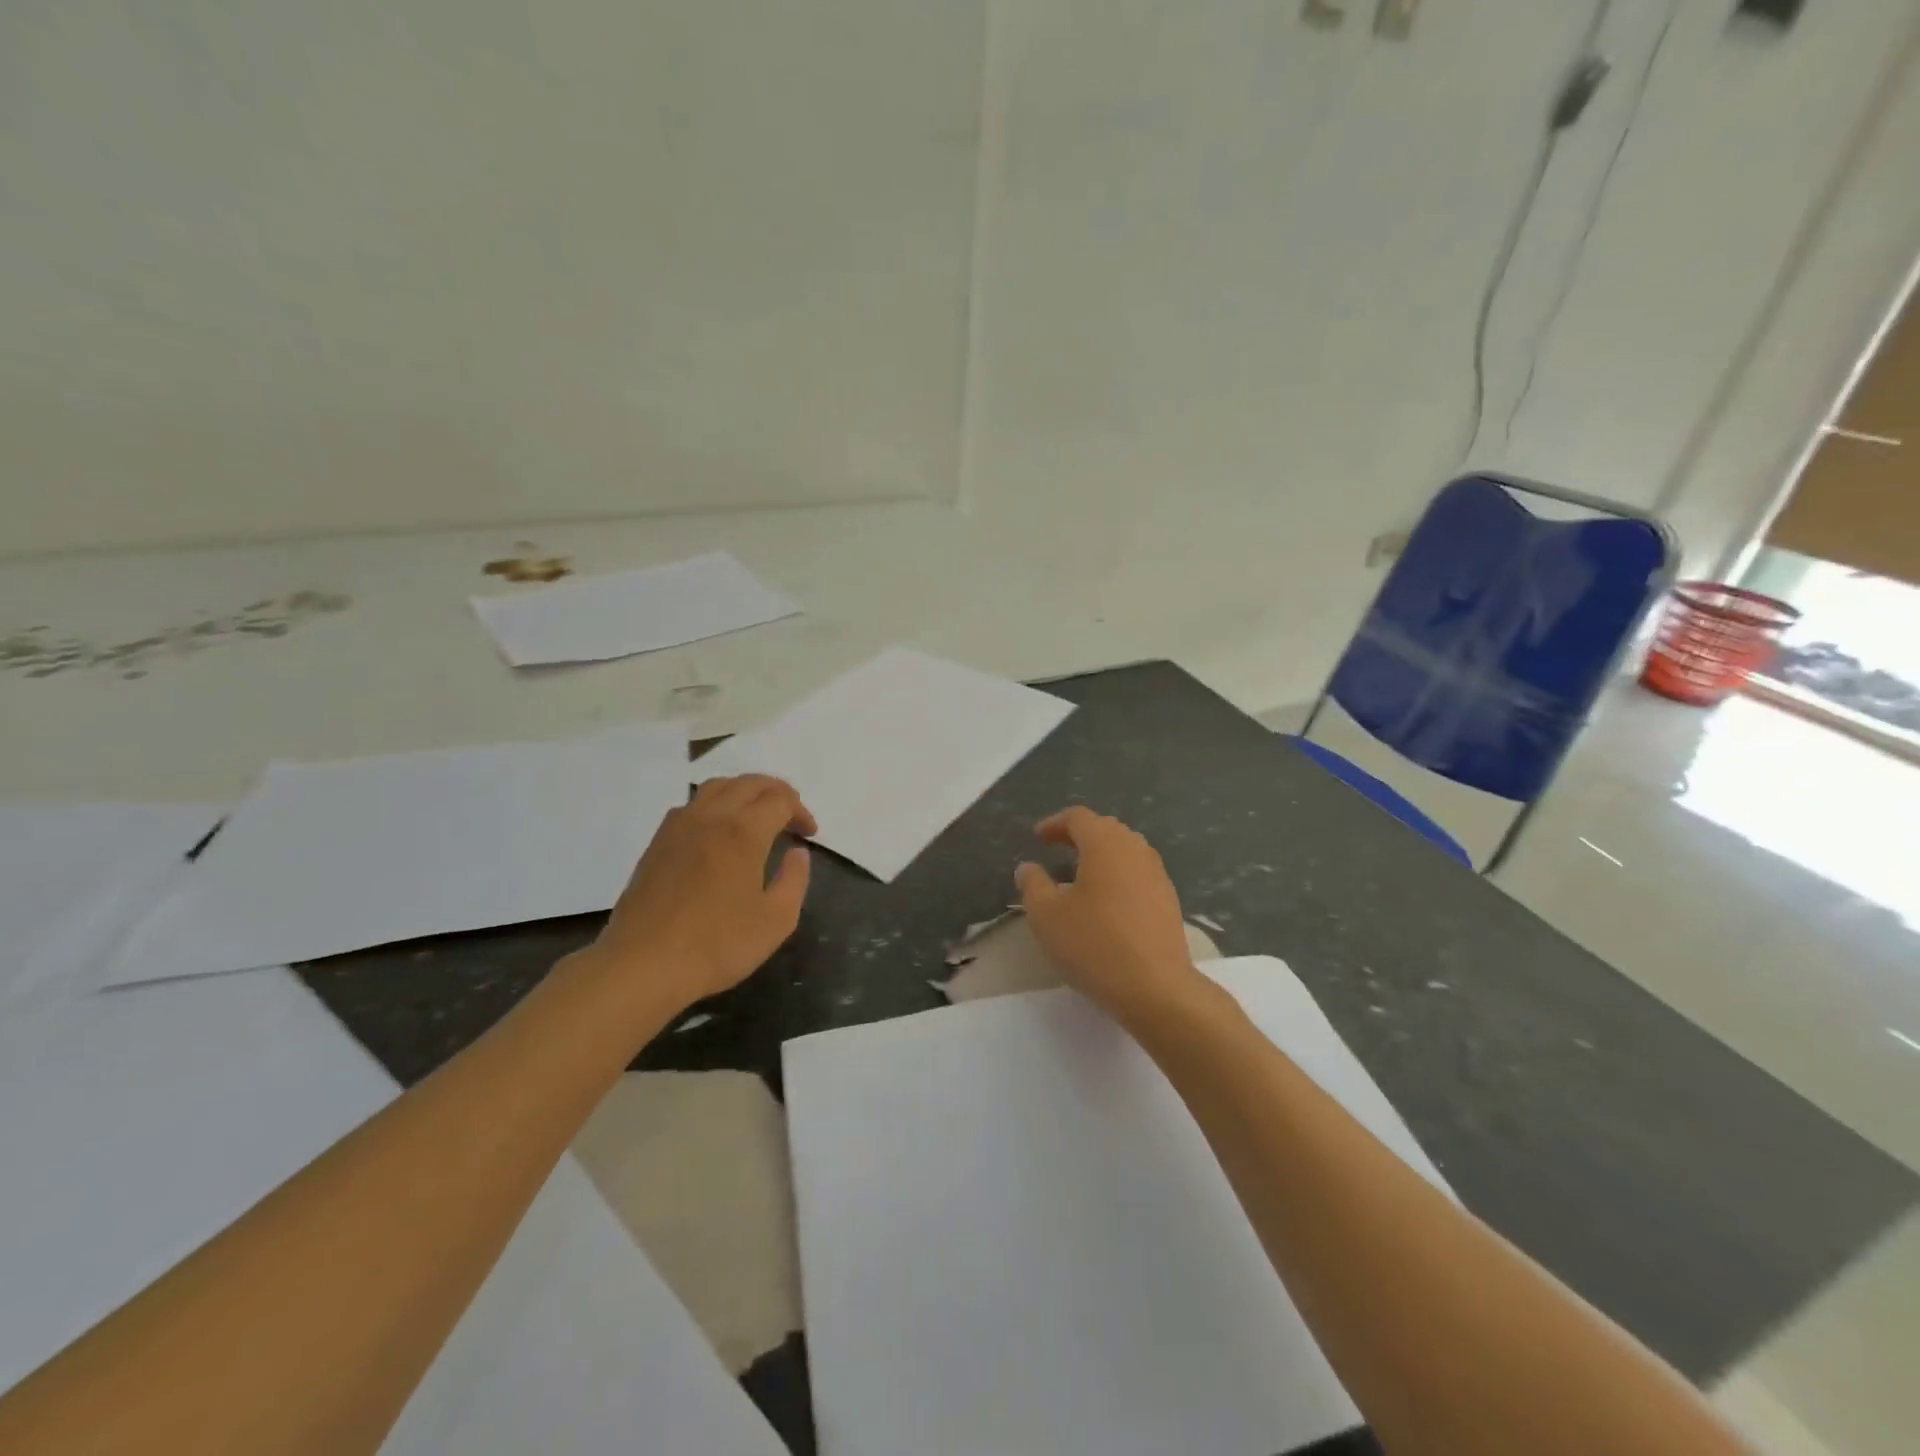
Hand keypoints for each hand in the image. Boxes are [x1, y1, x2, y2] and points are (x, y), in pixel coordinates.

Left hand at [588, 774, 815, 1014]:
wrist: (642, 965)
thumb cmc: (717, 945)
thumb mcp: (776, 920)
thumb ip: (794, 880)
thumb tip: (797, 852)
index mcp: (744, 832)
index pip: (780, 801)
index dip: (801, 811)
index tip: (809, 834)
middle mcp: (711, 817)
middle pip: (749, 783)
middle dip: (777, 791)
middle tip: (791, 813)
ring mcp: (679, 827)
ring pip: (717, 786)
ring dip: (744, 791)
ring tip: (757, 813)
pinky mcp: (657, 843)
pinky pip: (692, 804)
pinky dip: (716, 803)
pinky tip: (718, 830)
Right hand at [1015, 808, 1210, 1028]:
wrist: (1156, 988)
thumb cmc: (1094, 944)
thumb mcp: (1047, 915)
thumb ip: (1033, 885)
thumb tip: (1028, 867)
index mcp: (1105, 844)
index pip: (1078, 818)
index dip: (1055, 823)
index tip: (1038, 838)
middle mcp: (1135, 849)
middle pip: (1105, 829)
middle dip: (1079, 836)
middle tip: (1057, 850)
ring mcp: (1157, 874)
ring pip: (1125, 850)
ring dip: (1100, 855)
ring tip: (1079, 875)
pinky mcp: (1168, 899)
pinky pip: (1138, 872)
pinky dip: (1117, 875)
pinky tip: (1106, 901)